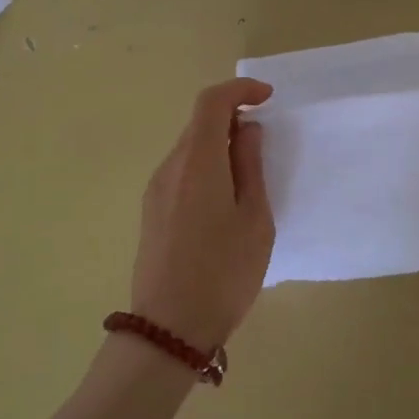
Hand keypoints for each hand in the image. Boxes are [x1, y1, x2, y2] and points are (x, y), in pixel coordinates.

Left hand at [129, 78, 274, 352]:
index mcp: (197, 162)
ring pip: (189, 149)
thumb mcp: (255, 219)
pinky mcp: (151, 211)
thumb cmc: (224, 272)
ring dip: (218, 146)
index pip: (211, 102)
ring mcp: (155, 190)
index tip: (267, 98)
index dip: (239, 90)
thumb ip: (250, 167)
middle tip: (264, 142)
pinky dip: (205, 167)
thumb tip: (247, 131)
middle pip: (198, 124)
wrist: (170, 328)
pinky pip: (181, 172)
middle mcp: (169, 167)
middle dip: (232, 119)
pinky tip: (224, 200)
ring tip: (248, 176)